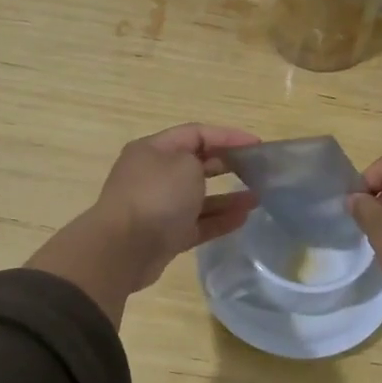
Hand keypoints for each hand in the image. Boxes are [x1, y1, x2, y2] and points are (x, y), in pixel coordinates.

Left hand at [28, 124, 260, 323]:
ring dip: (227, 197)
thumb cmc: (156, 196)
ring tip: (257, 198)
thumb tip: (202, 174)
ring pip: (199, 197)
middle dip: (227, 165)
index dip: (227, 136)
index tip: (256, 145)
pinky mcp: (165, 236)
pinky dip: (219, 220)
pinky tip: (244, 218)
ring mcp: (159, 207)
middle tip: (256, 170)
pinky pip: (197, 223)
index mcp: (153, 150)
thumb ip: (202, 160)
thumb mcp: (185, 164)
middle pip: (196, 164)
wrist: (124, 249)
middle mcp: (154, 175)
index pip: (195, 133)